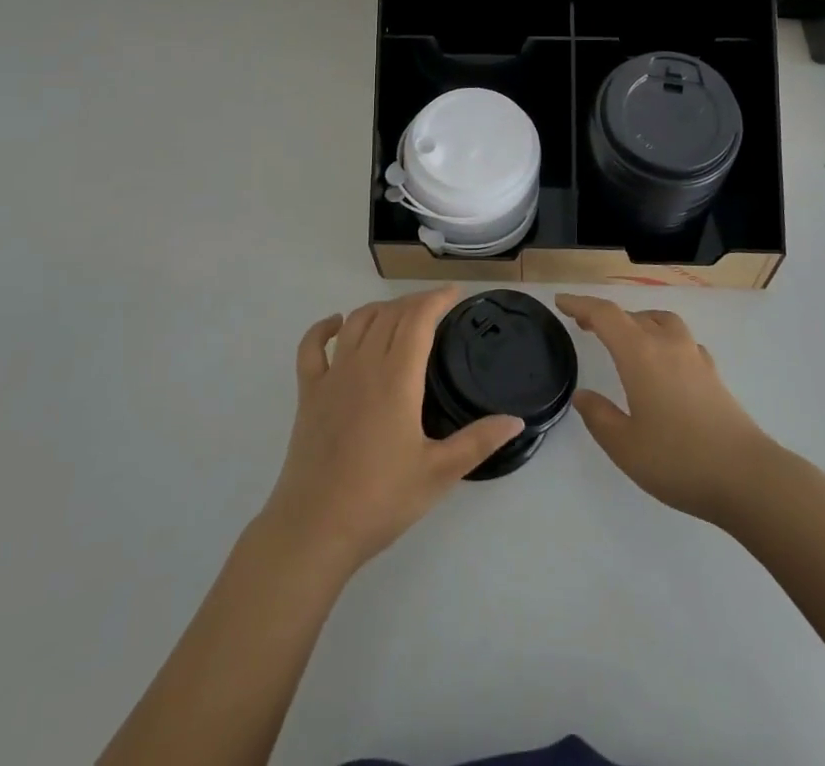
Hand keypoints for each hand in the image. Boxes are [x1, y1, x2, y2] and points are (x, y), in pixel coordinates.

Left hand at [259, 287, 522, 574]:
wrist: (314, 529)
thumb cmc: (381, 500)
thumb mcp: (439, 474)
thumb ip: (478, 442)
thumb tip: (516, 420)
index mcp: (397, 378)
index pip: (418, 319)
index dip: (437, 299)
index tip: (455, 294)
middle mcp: (364, 365)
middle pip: (390, 315)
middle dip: (415, 302)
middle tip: (436, 307)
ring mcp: (332, 377)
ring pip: (357, 323)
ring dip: (380, 309)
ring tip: (399, 313)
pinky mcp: (308, 394)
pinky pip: (312, 347)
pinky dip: (323, 328)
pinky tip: (336, 323)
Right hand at [557, 294, 775, 524]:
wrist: (747, 476)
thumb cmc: (679, 460)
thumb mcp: (625, 446)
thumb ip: (600, 417)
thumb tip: (584, 396)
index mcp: (640, 354)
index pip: (605, 315)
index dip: (581, 304)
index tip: (561, 301)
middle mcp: (667, 344)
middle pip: (631, 315)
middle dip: (604, 315)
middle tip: (584, 324)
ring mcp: (694, 356)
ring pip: (660, 321)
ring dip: (637, 321)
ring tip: (625, 338)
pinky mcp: (713, 373)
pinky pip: (681, 340)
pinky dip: (663, 339)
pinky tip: (664, 362)